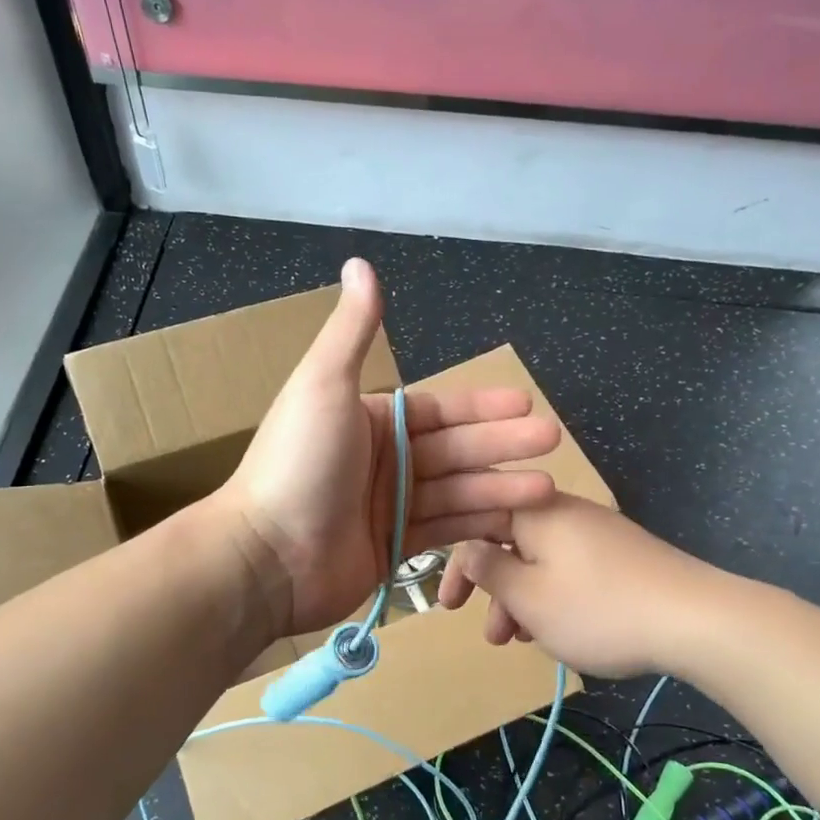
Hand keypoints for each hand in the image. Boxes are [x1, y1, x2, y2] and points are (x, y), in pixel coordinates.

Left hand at [218, 259, 561, 637]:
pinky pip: (445, 529)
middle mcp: (382, 460)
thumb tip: (360, 263)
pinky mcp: (394, 548)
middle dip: (503, 444)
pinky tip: (515, 521)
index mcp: (369, 420)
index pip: (437, 410)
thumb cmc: (298, 463)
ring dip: (500, 486)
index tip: (525, 403)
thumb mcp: (324, 385)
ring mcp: (388, 506)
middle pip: (455, 449)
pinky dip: (478, 524)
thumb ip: (352, 330)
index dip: (481, 407)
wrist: (267, 555)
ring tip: (549, 487)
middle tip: (551, 440)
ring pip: (457, 491)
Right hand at [437, 495, 705, 677]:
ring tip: (523, 643)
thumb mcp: (529, 597)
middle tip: (491, 636)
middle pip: (510, 543)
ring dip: (523, 601)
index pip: (478, 523)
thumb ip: (489, 570)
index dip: (457, 565)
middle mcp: (564, 512)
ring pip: (541, 562)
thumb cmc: (598, 609)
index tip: (448, 605)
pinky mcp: (620, 555)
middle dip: (494, 591)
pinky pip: (570, 570)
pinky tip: (560, 632)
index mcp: (536, 512)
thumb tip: (467, 549)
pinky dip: (554, 597)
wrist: (697, 619)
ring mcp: (597, 532)